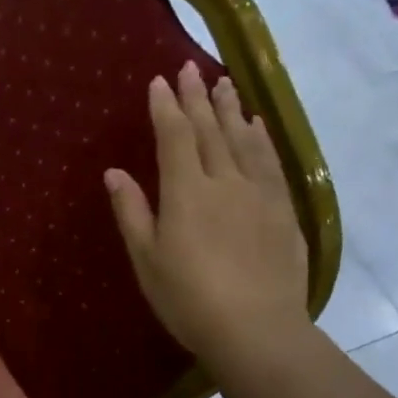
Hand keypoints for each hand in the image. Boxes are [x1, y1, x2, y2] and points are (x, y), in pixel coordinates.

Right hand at [104, 61, 310, 363]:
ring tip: (225, 83)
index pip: (175, 136)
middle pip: (210, 130)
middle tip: (191, 68)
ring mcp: (259, 193)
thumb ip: (132, 211)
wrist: (256, 330)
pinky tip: (257, 126)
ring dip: (232, 109)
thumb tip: (115, 172)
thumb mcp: (147, 259)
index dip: (166, 107)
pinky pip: (270, 161)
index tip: (160, 81)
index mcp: (186, 192)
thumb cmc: (188, 299)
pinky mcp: (282, 210)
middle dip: (198, 97)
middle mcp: (224, 181)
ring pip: (243, 139)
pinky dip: (261, 138)